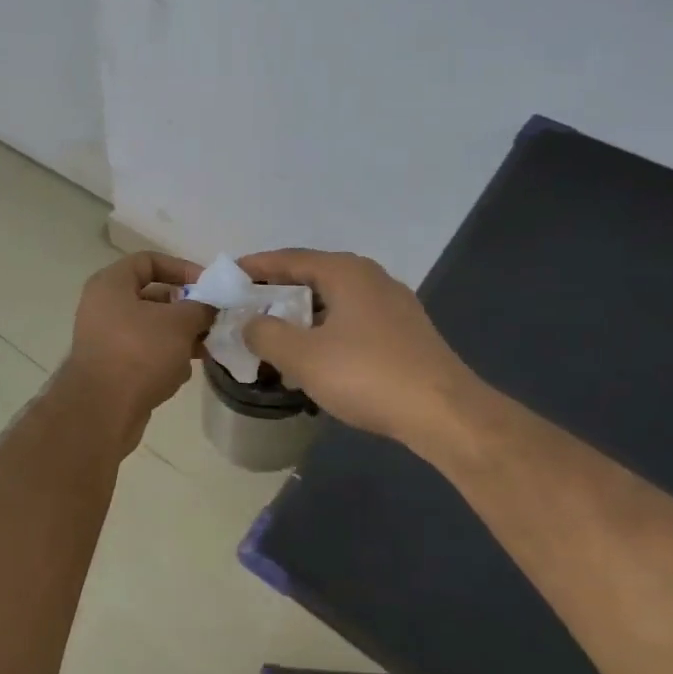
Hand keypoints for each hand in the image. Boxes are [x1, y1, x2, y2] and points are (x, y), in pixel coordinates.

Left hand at [61, 253, 214, 442]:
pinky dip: (164, 360)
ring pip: (151, 329)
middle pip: (152, 297)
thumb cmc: (139, 352)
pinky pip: (143, 354)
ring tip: (204, 349)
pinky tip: (180, 375)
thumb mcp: (179, 323)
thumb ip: (200, 308)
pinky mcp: (111, 368)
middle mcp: (103, 307)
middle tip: (212, 321)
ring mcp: (105, 339)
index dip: (181, 268)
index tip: (208, 286)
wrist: (102, 411)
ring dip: (179, 338)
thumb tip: (209, 307)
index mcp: (111, 284)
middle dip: (185, 310)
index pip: (149, 261)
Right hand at [238, 249, 484, 448]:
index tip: (227, 276)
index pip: (289, 259)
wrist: (445, 414)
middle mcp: (371, 278)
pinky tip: (316, 356)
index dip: (255, 267)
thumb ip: (265, 333)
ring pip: (334, 301)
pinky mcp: (405, 332)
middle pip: (312, 276)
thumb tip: (249, 322)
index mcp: (345, 272)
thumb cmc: (367, 375)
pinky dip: (326, 330)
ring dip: (301, 314)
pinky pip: (352, 320)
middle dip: (277, 291)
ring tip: (275, 333)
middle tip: (246, 307)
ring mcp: (393, 305)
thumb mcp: (302, 356)